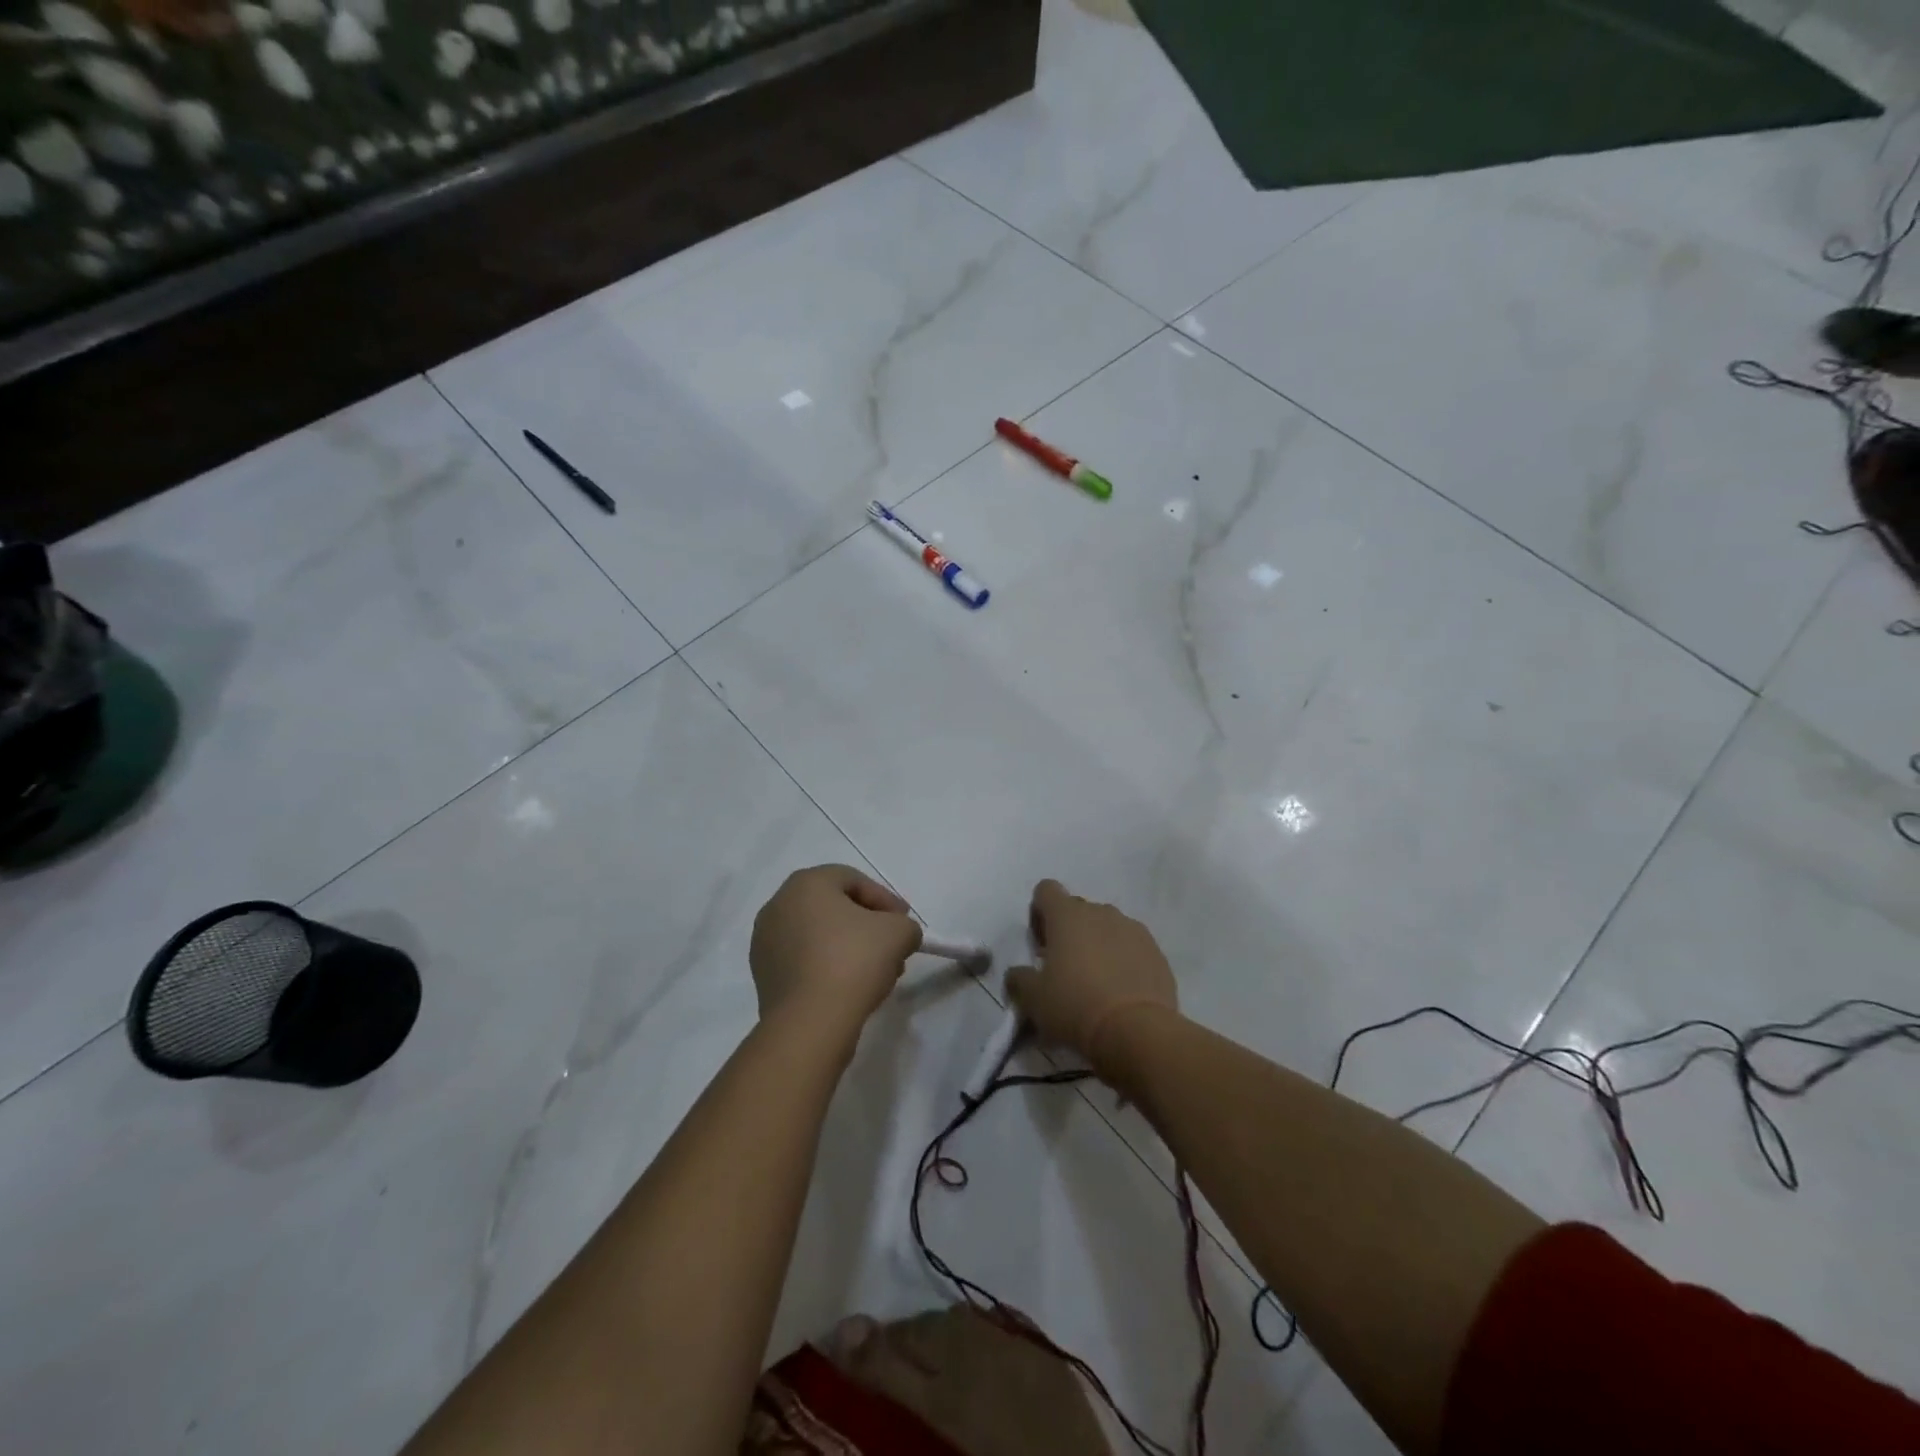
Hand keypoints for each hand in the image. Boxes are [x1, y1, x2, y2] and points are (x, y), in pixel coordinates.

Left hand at [750, 865, 922, 1041]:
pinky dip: (828, 966)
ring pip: (819, 936)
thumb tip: (899, 935)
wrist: (809, 1023)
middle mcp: (779, 904)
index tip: (905, 924)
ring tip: (876, 973)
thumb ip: (906, 925)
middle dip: (868, 926)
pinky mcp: (763, 975)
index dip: (886, 900)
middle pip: (835, 908)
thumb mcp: (899, 932)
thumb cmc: (853, 961)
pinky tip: (849, 988)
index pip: (854, 881)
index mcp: (806, 883)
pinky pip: (804, 960)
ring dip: (850, 948)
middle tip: (893, 948)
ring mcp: (765, 941)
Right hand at [1004, 880, 1177, 1073]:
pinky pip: (1132, 947)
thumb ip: (1019, 979)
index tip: (1040, 944)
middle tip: (1064, 969)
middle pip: (1078, 910)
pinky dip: (1123, 961)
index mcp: (1067, 915)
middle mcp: (1101, 912)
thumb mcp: (1033, 999)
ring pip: (1107, 928)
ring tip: (1096, 983)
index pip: (1046, 890)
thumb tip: (1019, 974)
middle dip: (1069, 932)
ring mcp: (1133, 929)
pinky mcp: (1156, 952)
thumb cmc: (1075, 1006)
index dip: (1039, 913)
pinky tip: (1121, 992)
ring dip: (1098, 945)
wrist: (1137, 1032)